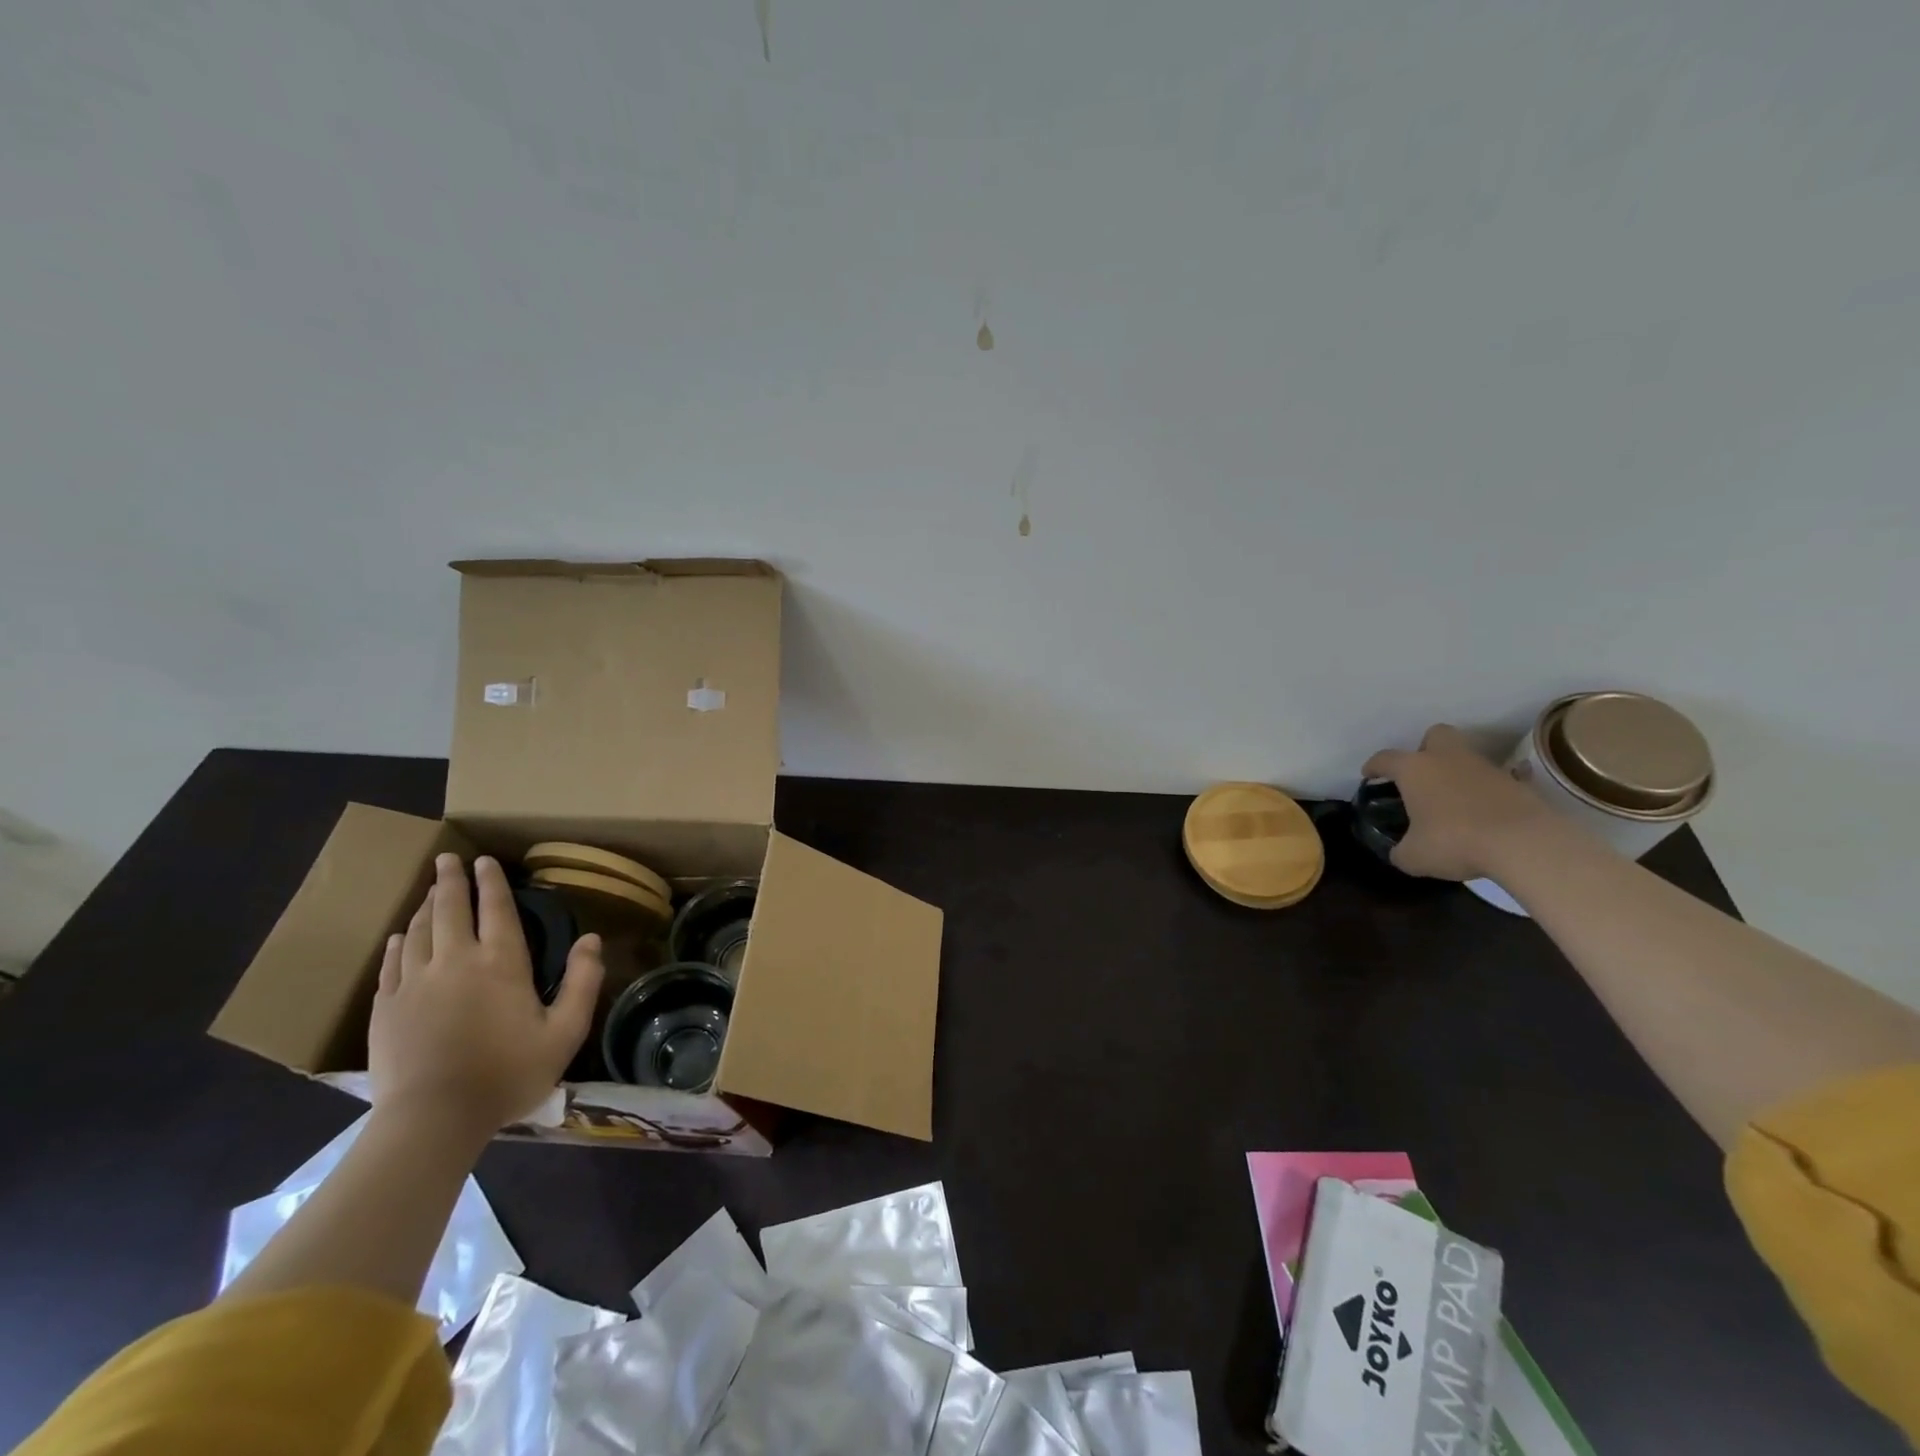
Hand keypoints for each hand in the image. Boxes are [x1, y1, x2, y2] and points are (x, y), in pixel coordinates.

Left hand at [369, 853, 603, 1137]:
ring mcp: (414, 983)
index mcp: (501, 963)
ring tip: (431, 890)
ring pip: (419, 931)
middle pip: (451, 909)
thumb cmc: (507, 1074)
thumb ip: (583, 981)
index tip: (487, 861)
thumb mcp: (564, 1032)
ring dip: (427, 906)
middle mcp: (455, 961)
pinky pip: (391, 963)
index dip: (493, 883)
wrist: (433, 1120)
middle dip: (451, 880)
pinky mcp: (386, 1007)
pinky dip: (398, 943)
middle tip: (448, 858)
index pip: (497, 910)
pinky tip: (400, 936)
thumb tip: (592, 939)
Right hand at [1363, 724, 1557, 880]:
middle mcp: (1448, 759)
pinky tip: (1484, 814)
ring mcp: (1486, 768)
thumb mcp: (1414, 856)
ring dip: (1457, 773)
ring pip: (1467, 758)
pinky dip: (1487, 793)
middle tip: (1421, 774)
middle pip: (1436, 735)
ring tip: (1452, 802)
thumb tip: (1401, 852)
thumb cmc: (1454, 841)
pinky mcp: (1517, 784)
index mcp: (1415, 769)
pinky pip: (1495, 782)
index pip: (1386, 758)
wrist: (1525, 843)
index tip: (1369, 774)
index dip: (1374, 766)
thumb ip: (1401, 851)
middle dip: (1426, 749)